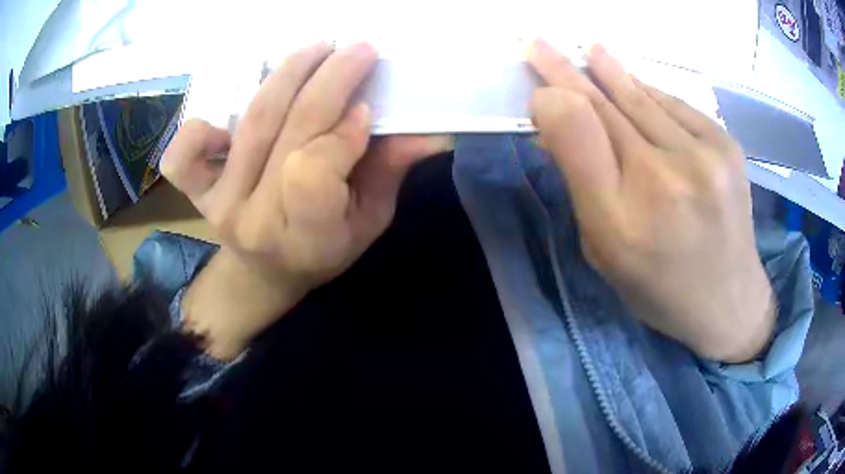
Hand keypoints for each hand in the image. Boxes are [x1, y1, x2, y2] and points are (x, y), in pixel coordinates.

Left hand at [161, 43, 448, 358]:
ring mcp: (218, 203)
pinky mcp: (197, 193)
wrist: (265, 271)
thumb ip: (389, 172)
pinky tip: (228, 116)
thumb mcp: (369, 221)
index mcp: (305, 237)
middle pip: (286, 131)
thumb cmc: (324, 249)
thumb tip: (428, 131)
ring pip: (250, 123)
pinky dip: (198, 127)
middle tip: (358, 50)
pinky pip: (181, 157)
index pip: (312, 171)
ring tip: (315, 51)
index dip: (342, 133)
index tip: (367, 110)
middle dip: (328, 79)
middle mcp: (254, 219)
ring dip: (286, 75)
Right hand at [527, 40, 774, 362]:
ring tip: (592, 50)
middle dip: (569, 71)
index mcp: (623, 222)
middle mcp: (665, 181)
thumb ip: (581, 184)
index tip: (536, 84)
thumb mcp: (605, 252)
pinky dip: (652, 94)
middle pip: (607, 106)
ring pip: (643, 98)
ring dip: (612, 72)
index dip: (553, 98)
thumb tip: (557, 123)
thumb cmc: (659, 286)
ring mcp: (705, 157)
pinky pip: (677, 106)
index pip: (578, 133)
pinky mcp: (728, 147)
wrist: (728, 300)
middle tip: (540, 44)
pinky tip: (637, 87)